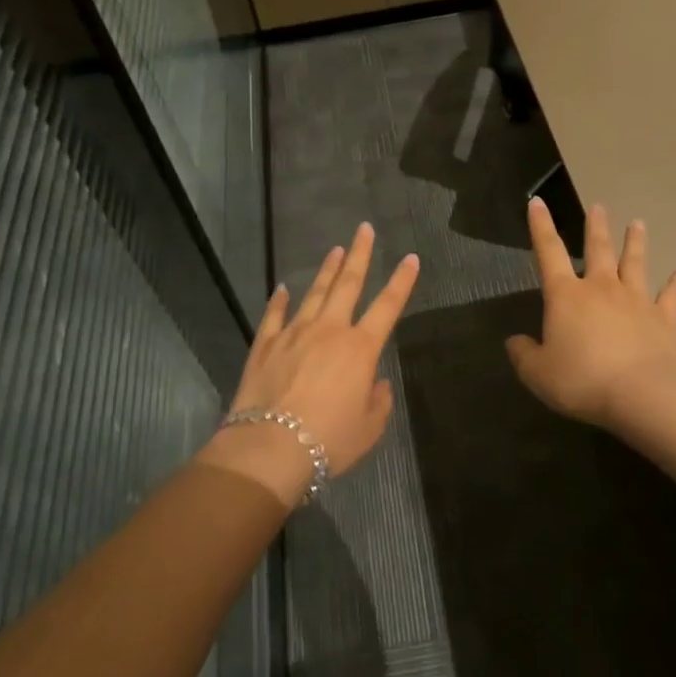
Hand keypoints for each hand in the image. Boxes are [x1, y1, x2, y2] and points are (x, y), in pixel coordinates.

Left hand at [204, 223, 418, 505]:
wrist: (270, 448)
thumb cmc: (328, 441)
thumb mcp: (368, 429)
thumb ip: (378, 402)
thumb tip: (377, 383)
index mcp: (360, 349)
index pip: (388, 306)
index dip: (402, 281)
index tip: (410, 257)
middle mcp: (329, 331)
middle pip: (348, 284)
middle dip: (359, 254)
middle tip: (364, 229)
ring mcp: (294, 334)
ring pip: (314, 292)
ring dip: (326, 270)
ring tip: (335, 249)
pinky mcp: (265, 345)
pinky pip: (274, 315)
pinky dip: (279, 300)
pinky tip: (282, 288)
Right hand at [506, 198, 675, 431]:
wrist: (642, 394)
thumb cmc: (582, 380)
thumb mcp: (538, 373)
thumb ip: (524, 354)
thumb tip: (515, 341)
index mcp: (566, 296)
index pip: (549, 252)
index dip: (540, 227)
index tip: (537, 202)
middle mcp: (601, 288)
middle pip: (598, 250)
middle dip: (596, 227)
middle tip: (598, 207)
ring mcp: (636, 301)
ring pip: (636, 263)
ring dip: (636, 242)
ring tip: (637, 223)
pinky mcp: (664, 319)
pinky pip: (673, 295)